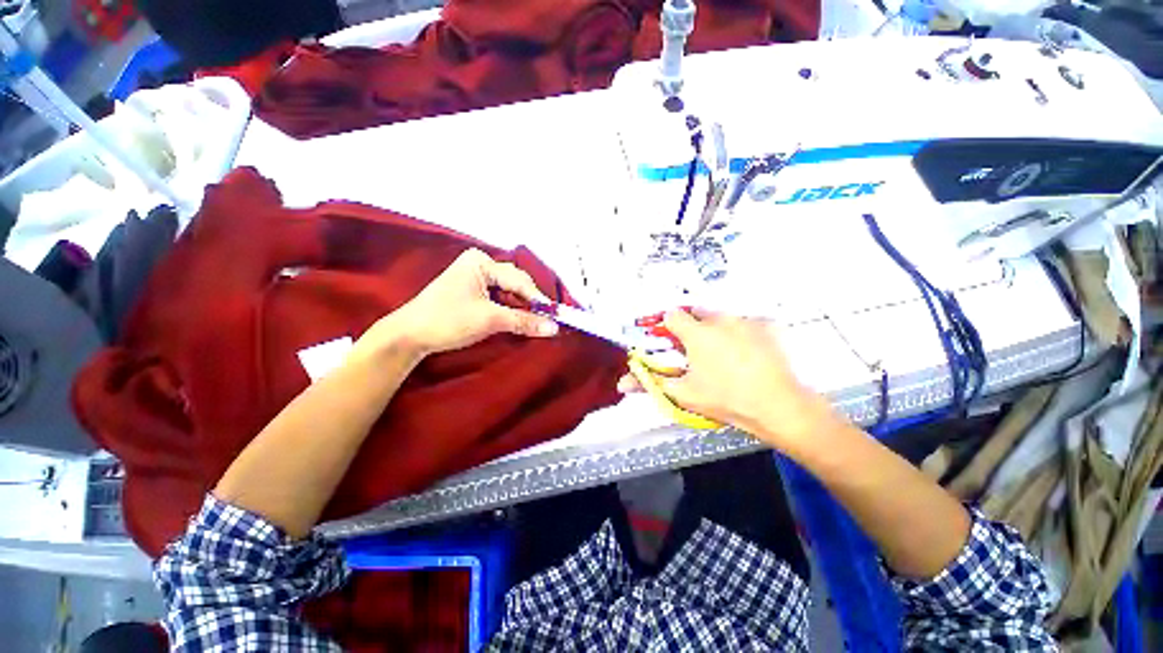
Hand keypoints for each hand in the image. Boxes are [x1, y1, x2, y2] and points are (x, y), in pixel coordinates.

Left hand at [364, 248, 558, 356]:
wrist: (409, 335)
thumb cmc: (448, 320)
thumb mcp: (490, 320)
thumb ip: (524, 321)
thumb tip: (554, 328)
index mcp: (480, 261)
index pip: (519, 280)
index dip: (538, 299)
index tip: (556, 316)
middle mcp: (479, 264)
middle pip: (515, 283)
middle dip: (530, 303)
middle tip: (548, 320)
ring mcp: (475, 277)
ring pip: (509, 291)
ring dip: (521, 307)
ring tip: (536, 321)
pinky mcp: (472, 290)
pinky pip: (499, 297)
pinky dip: (510, 309)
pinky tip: (519, 319)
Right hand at [618, 310, 838, 452]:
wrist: (779, 407)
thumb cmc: (726, 399)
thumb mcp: (683, 394)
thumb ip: (650, 383)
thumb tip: (621, 383)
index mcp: (696, 333)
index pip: (671, 315)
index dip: (668, 328)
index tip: (672, 343)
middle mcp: (720, 319)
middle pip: (697, 312)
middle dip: (692, 327)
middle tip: (697, 351)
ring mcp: (746, 320)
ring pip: (721, 316)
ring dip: (716, 329)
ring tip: (724, 355)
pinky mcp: (767, 326)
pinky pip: (746, 322)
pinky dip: (742, 333)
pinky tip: (748, 355)